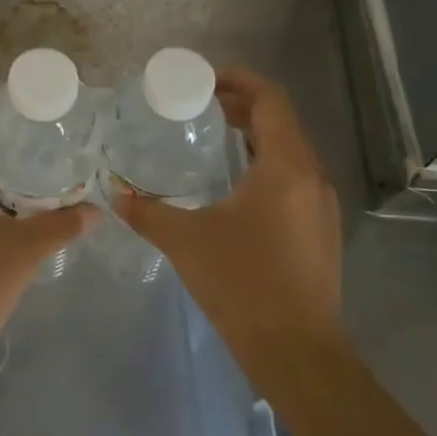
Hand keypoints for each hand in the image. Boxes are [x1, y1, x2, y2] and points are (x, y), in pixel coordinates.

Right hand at [115, 68, 343, 361]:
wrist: (299, 355)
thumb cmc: (244, 285)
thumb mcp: (186, 241)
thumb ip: (147, 212)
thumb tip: (114, 195)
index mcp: (286, 166)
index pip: (270, 99)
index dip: (239, 80)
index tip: (204, 80)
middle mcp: (312, 176)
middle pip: (280, 121)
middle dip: (241, 106)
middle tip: (199, 107)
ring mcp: (321, 205)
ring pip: (289, 151)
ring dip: (254, 136)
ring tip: (213, 139)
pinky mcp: (321, 230)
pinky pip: (293, 178)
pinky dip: (264, 165)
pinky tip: (234, 187)